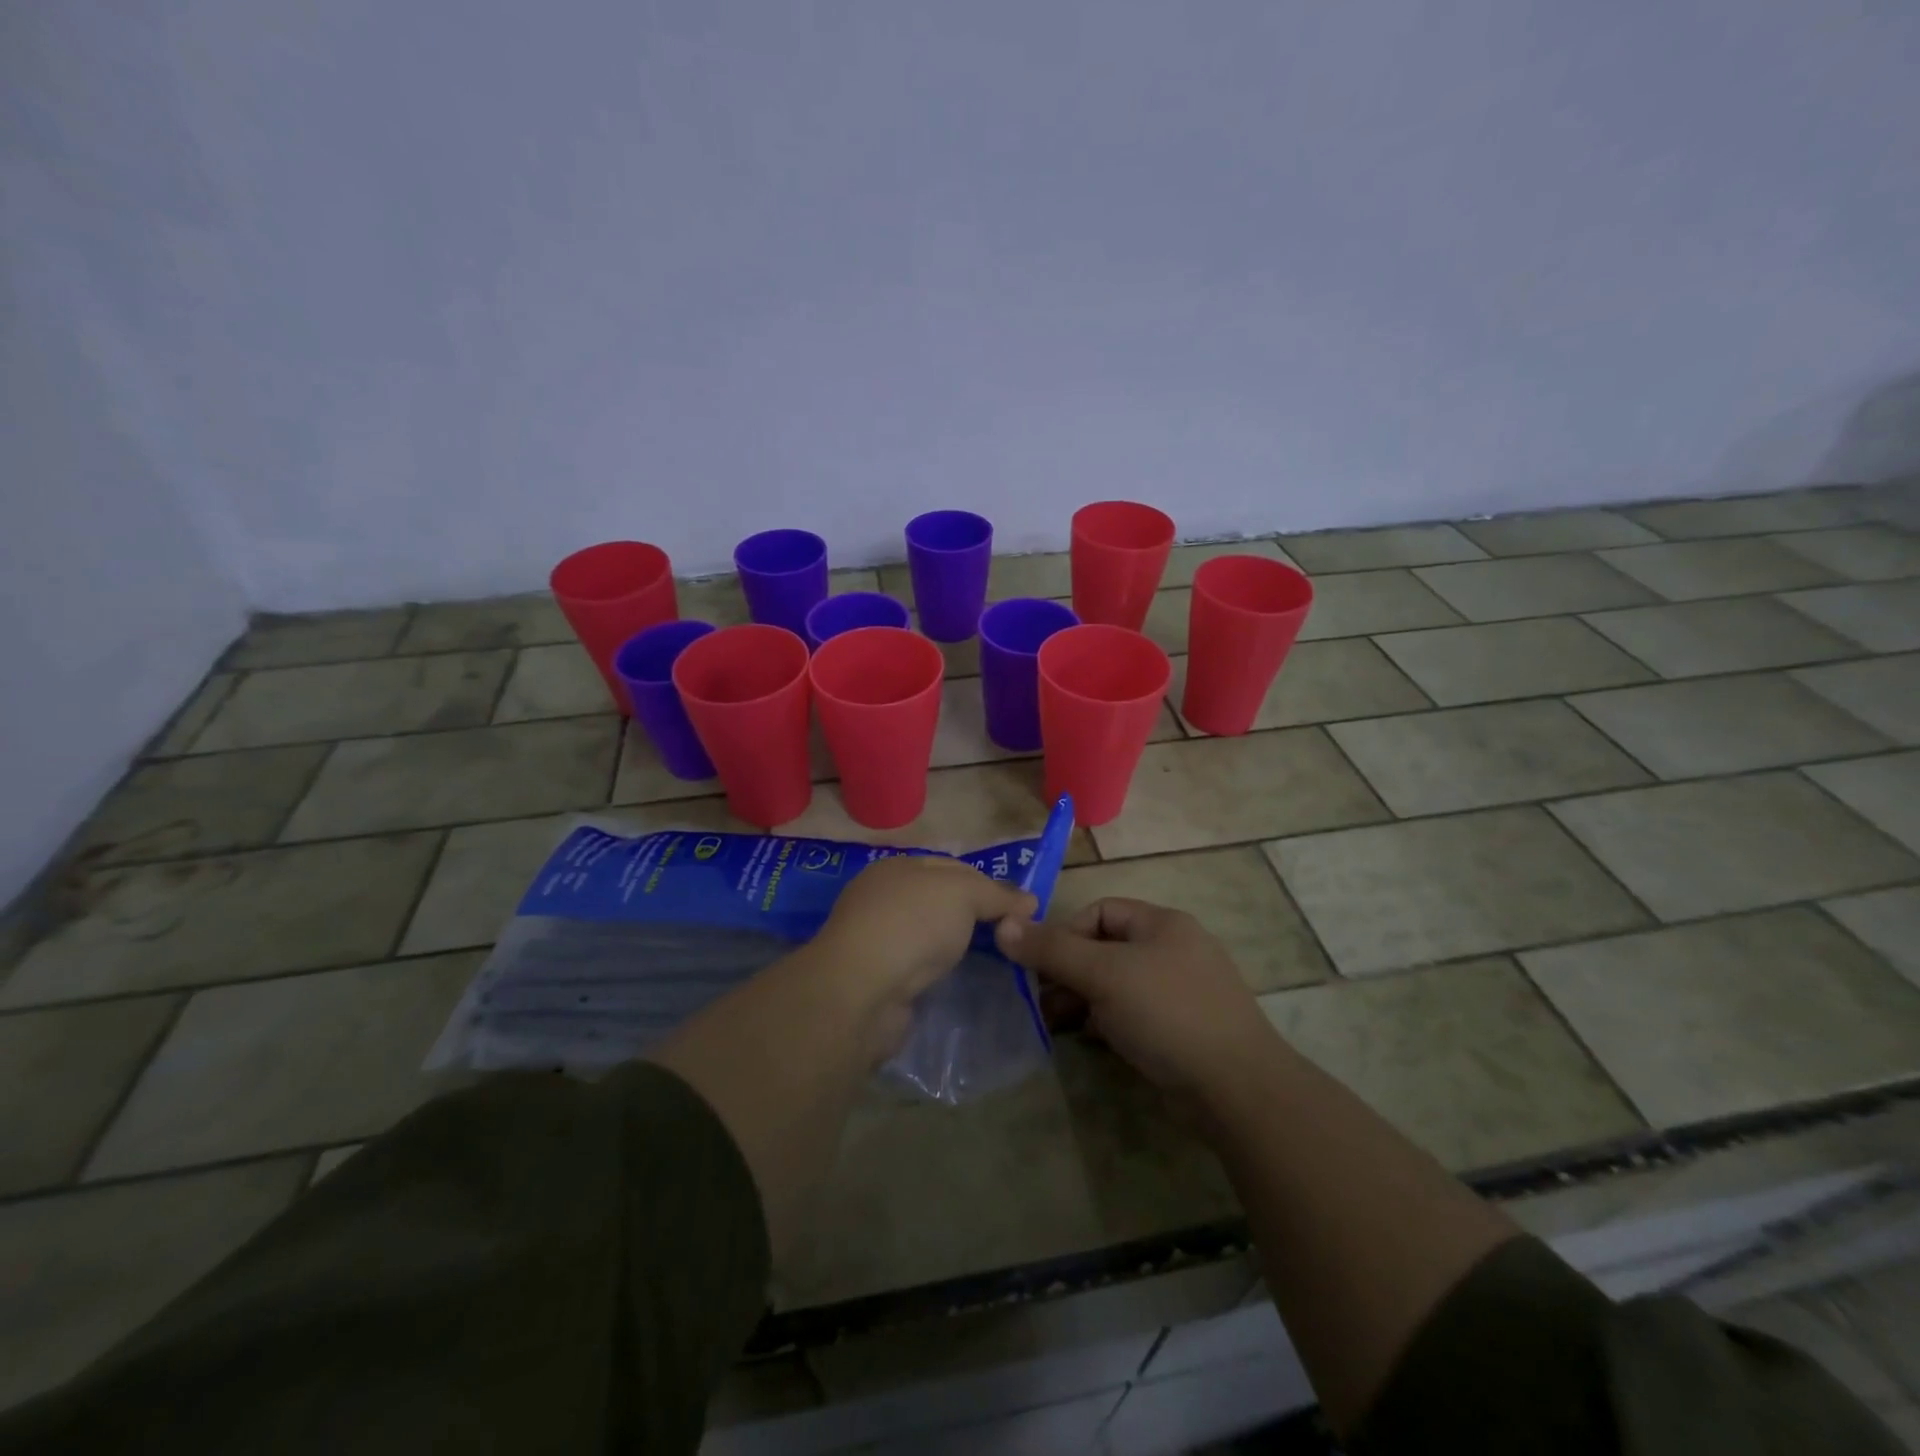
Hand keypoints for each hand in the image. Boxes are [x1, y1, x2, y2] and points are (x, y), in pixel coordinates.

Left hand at [815, 855, 1036, 1005]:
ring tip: (993, 962)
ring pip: (929, 936)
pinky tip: (956, 981)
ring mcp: (877, 940)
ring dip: (955, 946)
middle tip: (1010, 936)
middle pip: (940, 902)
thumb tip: (1028, 900)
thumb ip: (996, 894)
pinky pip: (917, 967)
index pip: (952, 867)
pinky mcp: (876, 978)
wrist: (863, 990)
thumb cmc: (913, 924)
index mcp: (898, 867)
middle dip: (973, 916)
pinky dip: (937, 972)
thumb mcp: (963, 893)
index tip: (1020, 909)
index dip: (988, 884)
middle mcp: (883, 898)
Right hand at [995, 897, 1278, 1099]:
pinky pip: (1134, 1013)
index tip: (1041, 967)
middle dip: (1069, 972)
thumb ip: (1052, 950)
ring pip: (1118, 984)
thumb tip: (1003, 925)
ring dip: (1084, 999)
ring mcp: (1181, 991)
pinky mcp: (1184, 1029)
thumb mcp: (1103, 975)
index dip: (1064, 934)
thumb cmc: (1167, 1013)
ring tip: (1057, 1024)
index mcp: (1162, 923)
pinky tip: (1092, 1040)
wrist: (1237, 1089)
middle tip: (1042, 1001)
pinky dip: (1108, 1022)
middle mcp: (1174, 949)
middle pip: (1106, 948)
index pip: (1099, 911)